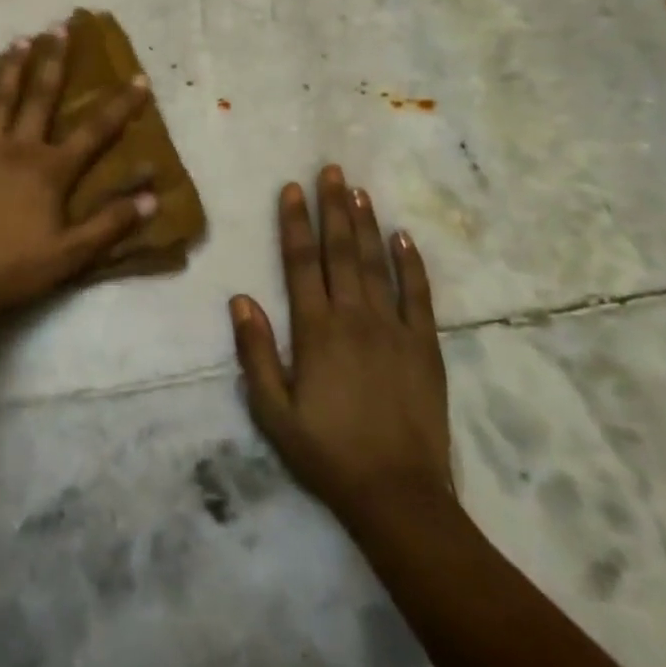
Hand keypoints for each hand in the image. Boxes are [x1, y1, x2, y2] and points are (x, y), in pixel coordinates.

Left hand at [0, 23, 155, 319]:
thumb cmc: (15, 267)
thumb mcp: (72, 253)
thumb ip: (111, 223)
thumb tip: (152, 197)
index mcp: (50, 169)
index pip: (94, 131)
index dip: (119, 105)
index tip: (138, 79)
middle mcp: (18, 147)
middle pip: (41, 96)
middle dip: (55, 60)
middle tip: (60, 26)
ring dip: (11, 65)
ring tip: (21, 38)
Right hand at [230, 165, 451, 525]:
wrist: (397, 495)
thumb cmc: (326, 452)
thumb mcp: (272, 411)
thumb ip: (255, 353)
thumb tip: (240, 299)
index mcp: (315, 331)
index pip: (300, 263)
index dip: (294, 223)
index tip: (291, 189)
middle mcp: (355, 318)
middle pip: (341, 251)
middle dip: (333, 208)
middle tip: (330, 170)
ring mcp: (394, 329)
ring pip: (377, 264)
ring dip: (367, 224)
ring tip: (359, 190)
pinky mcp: (425, 346)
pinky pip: (420, 295)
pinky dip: (412, 264)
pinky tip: (405, 238)